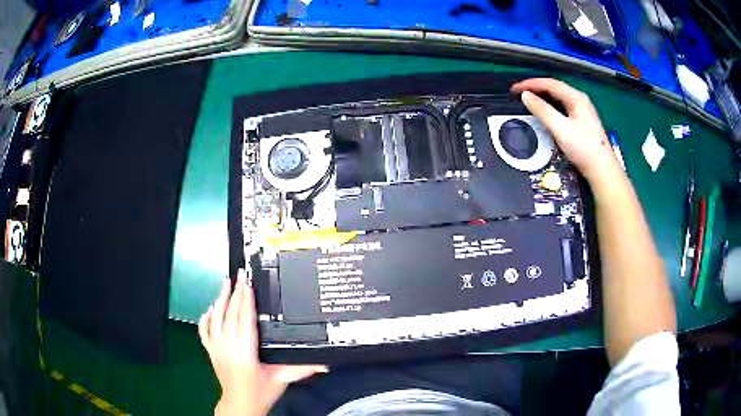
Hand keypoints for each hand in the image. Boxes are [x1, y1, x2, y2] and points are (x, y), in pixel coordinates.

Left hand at [199, 270, 327, 415]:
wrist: (240, 405)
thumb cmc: (260, 393)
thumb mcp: (283, 380)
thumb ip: (303, 369)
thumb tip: (325, 363)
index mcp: (246, 356)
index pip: (244, 323)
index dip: (246, 303)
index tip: (249, 285)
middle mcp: (229, 350)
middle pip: (230, 317)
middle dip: (235, 295)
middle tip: (240, 276)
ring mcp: (217, 350)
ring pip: (216, 321)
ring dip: (220, 300)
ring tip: (225, 283)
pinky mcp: (211, 352)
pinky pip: (204, 332)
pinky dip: (206, 318)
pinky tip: (211, 308)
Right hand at [511, 78, 622, 186]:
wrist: (602, 170)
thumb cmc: (583, 148)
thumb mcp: (561, 129)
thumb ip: (542, 111)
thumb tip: (525, 95)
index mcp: (576, 97)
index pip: (549, 83)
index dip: (530, 84)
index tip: (514, 89)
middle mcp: (579, 100)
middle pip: (554, 88)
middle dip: (535, 88)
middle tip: (518, 94)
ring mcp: (582, 110)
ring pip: (558, 97)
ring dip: (542, 97)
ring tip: (528, 100)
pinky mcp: (581, 121)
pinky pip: (562, 107)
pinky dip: (549, 106)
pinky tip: (544, 111)